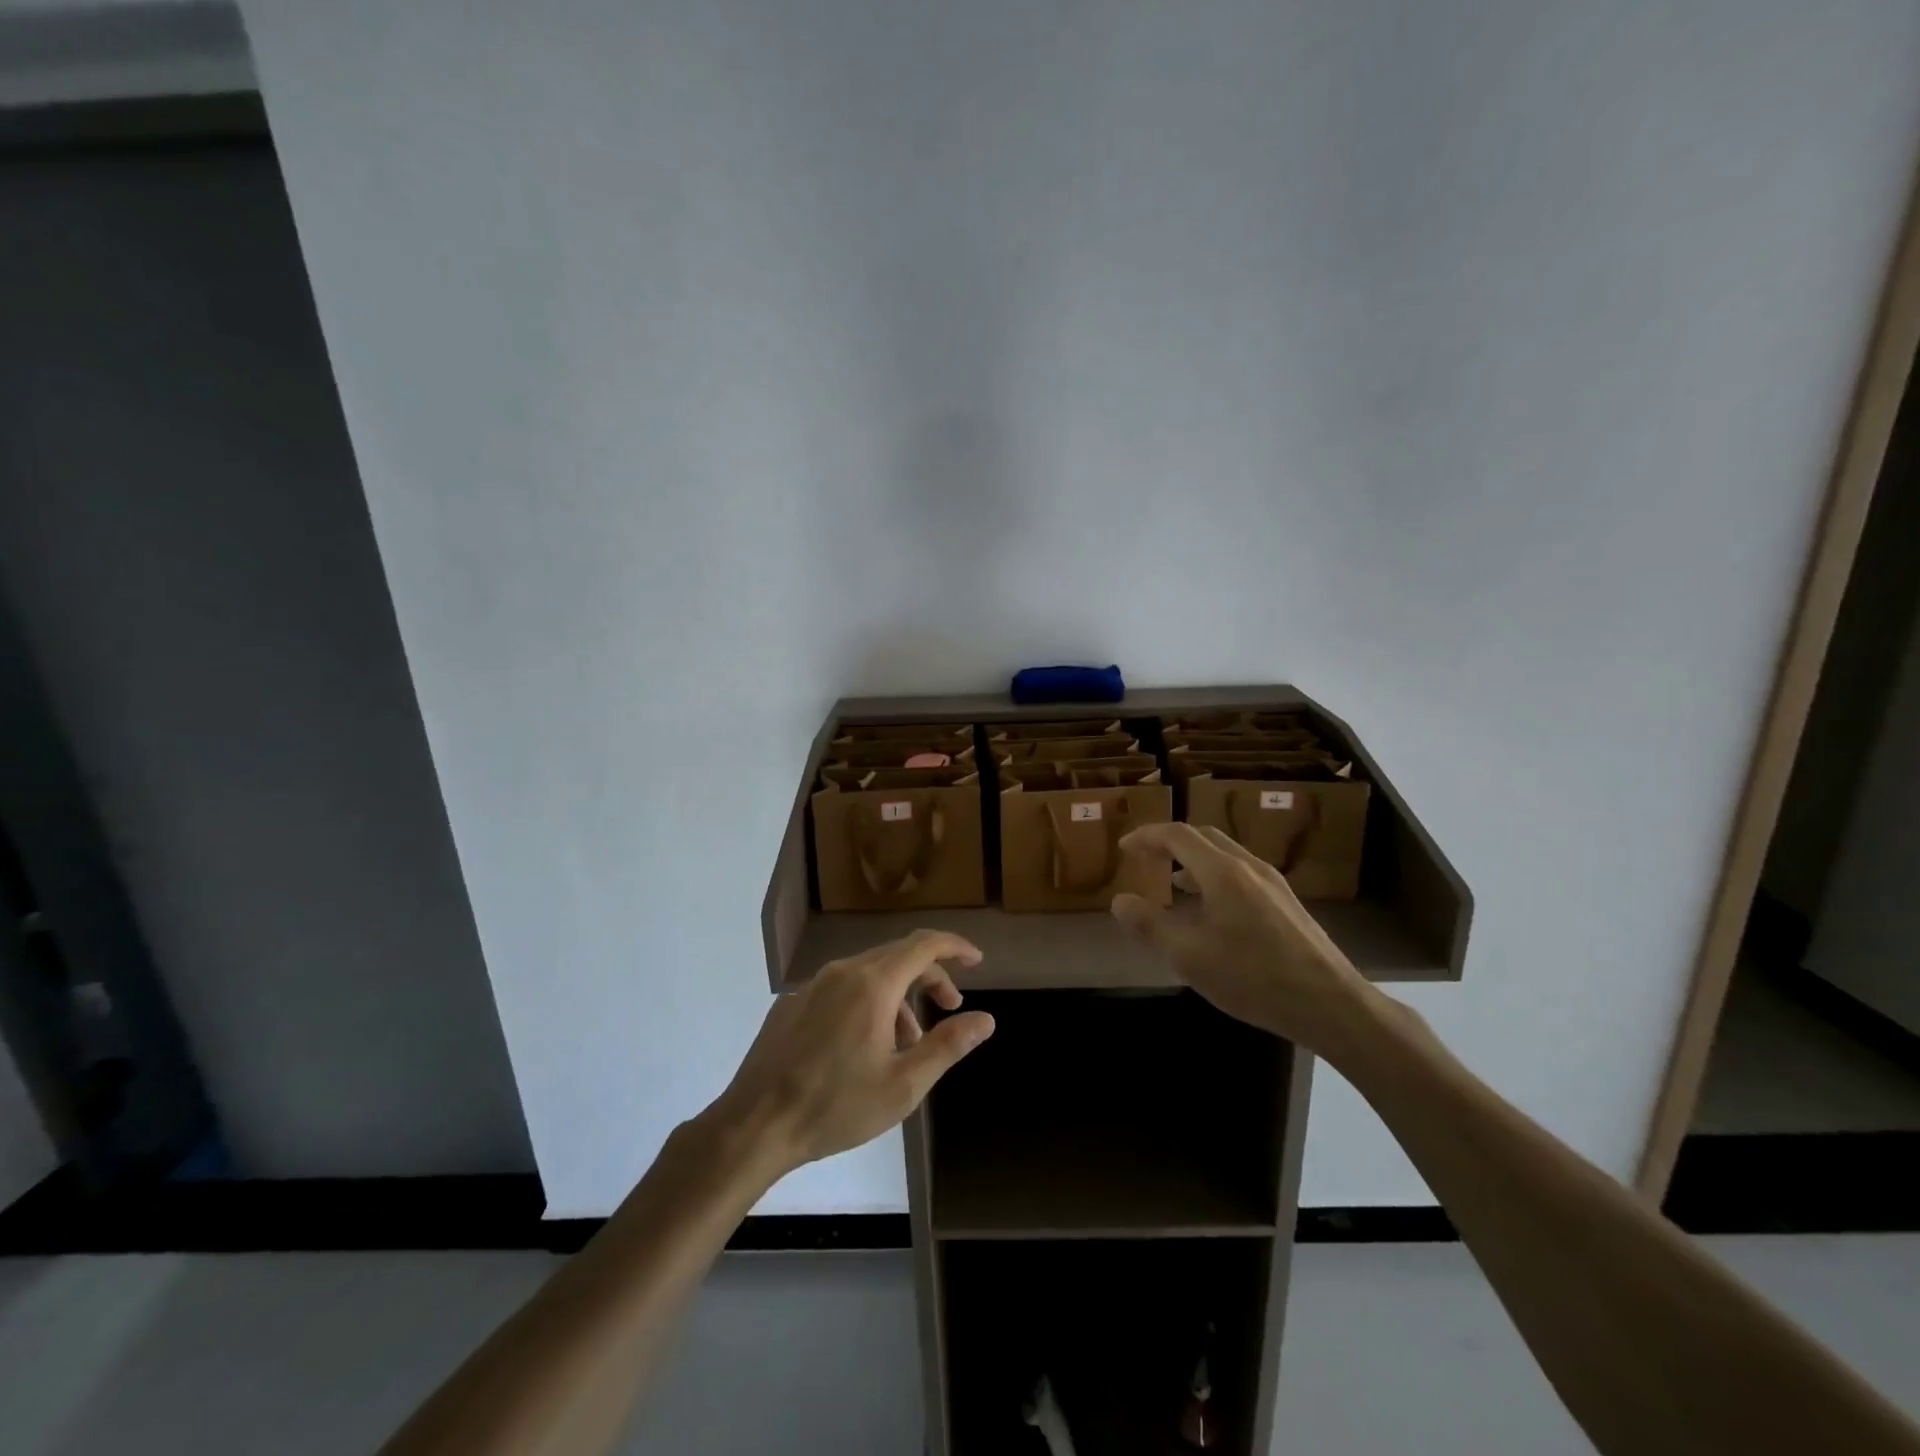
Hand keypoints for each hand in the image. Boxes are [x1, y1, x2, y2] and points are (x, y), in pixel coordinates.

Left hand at [713, 930, 994, 1173]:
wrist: (754, 1124)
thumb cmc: (836, 1106)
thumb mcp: (903, 1085)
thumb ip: (948, 1045)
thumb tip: (986, 1019)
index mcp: (873, 983)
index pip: (924, 944)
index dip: (955, 947)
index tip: (977, 961)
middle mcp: (843, 971)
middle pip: (898, 956)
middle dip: (930, 976)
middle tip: (950, 1008)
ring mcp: (813, 985)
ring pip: (869, 973)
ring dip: (898, 996)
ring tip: (906, 1044)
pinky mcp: (792, 1003)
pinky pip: (841, 989)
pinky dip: (867, 1003)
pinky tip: (863, 1047)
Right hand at [1110, 823, 1375, 1048]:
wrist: (1330, 1004)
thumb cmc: (1254, 978)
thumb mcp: (1190, 956)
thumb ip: (1150, 925)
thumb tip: (1120, 901)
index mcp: (1222, 872)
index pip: (1177, 835)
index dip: (1146, 836)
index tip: (1124, 848)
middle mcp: (1249, 866)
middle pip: (1203, 836)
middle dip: (1169, 842)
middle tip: (1145, 859)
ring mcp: (1273, 883)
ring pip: (1225, 854)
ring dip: (1193, 859)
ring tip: (1172, 883)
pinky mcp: (1286, 903)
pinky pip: (1241, 872)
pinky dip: (1214, 875)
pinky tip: (1211, 909)